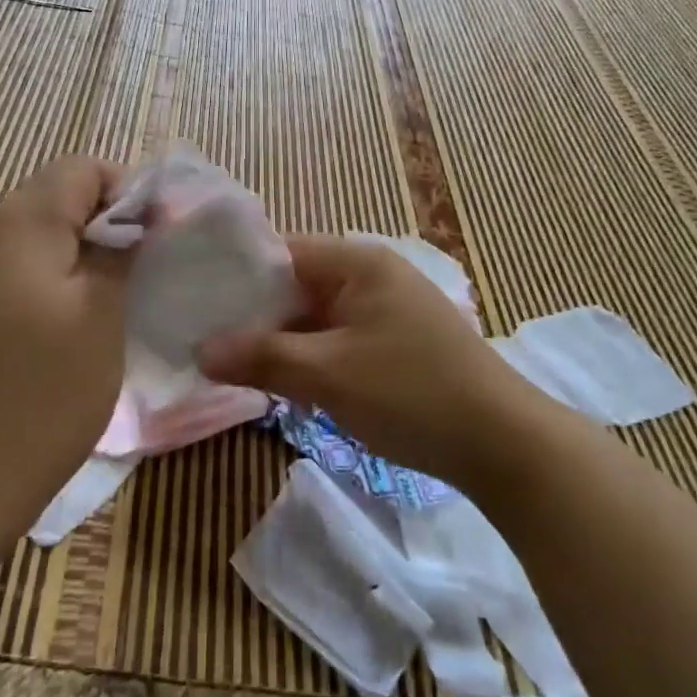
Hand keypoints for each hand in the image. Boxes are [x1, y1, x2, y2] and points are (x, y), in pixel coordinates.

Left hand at [0, 157, 128, 541]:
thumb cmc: (40, 397)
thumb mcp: (101, 317)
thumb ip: (119, 252)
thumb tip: (135, 218)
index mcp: (17, 225)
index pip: (81, 169)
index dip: (126, 191)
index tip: (152, 239)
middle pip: (50, 198)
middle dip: (99, 225)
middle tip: (133, 276)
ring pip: (26, 238)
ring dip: (69, 256)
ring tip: (98, 306)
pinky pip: (1, 273)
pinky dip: (37, 284)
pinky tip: (52, 333)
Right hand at [199, 235, 527, 487]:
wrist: (503, 444)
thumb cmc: (411, 392)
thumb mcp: (328, 374)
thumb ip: (262, 357)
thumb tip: (202, 350)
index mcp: (357, 262)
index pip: (280, 252)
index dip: (236, 276)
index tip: (194, 303)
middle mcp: (370, 275)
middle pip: (295, 284)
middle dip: (253, 315)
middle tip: (204, 341)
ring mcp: (385, 309)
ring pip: (314, 316)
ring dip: (280, 340)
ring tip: (229, 363)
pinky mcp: (394, 342)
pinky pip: (336, 338)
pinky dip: (308, 356)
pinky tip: (278, 381)